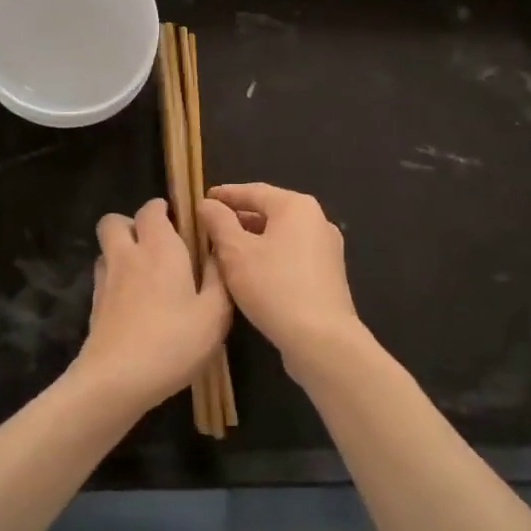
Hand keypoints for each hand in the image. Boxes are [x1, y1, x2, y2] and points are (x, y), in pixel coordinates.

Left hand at [71, 199, 229, 413]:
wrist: (116, 380)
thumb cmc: (173, 342)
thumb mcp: (215, 314)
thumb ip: (220, 278)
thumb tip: (219, 252)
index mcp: (160, 248)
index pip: (151, 209)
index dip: (162, 209)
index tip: (180, 221)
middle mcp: (128, 255)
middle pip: (115, 221)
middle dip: (133, 224)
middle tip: (158, 244)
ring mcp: (105, 280)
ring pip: (106, 249)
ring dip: (121, 250)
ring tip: (145, 272)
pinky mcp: (94, 306)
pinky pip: (102, 277)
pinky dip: (115, 279)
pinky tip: (134, 302)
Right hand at [198, 183, 362, 380]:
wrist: (321, 339)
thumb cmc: (274, 286)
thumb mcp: (235, 252)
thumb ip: (219, 223)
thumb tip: (208, 204)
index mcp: (296, 207)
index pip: (254, 191)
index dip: (226, 195)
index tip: (203, 199)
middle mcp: (317, 221)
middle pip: (270, 212)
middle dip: (238, 219)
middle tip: (210, 227)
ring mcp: (326, 249)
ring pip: (280, 236)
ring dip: (252, 240)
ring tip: (223, 251)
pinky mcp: (327, 276)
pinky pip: (291, 256)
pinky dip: (269, 257)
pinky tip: (250, 274)